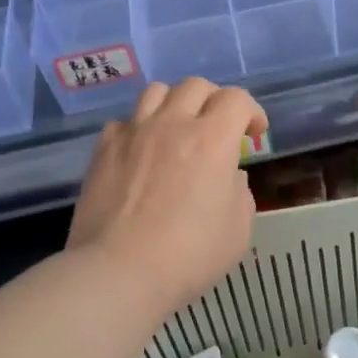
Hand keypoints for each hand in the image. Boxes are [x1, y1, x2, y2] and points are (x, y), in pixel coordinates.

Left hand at [69, 77, 268, 312]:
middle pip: (196, 86)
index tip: (254, 134)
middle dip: (214, 101)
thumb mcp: (238, 231)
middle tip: (218, 129)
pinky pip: (125, 121)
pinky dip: (139, 128)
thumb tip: (229, 176)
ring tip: (177, 130)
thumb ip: (240, 193)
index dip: (251, 111)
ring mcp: (133, 133)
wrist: (120, 271)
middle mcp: (172, 125)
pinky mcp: (103, 149)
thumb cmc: (189, 256)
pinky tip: (142, 152)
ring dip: (175, 104)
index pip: (237, 99)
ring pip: (157, 92)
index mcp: (212, 140)